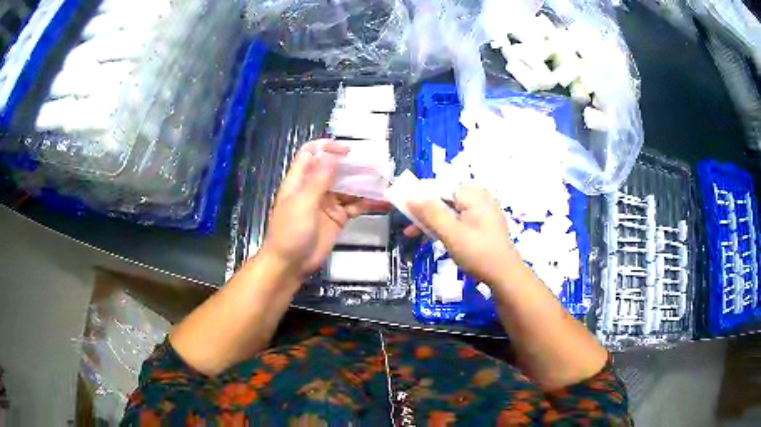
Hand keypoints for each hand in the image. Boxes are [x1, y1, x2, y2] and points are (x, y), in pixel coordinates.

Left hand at [259, 139, 387, 278]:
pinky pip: (355, 206)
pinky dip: (368, 203)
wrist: (290, 265)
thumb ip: (319, 179)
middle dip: (354, 166)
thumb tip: (332, 155)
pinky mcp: (338, 218)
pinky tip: (382, 201)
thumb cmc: (290, 232)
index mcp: (300, 180)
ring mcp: (327, 203)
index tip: (348, 151)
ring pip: (348, 187)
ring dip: (364, 184)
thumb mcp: (303, 203)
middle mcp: (314, 188)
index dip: (327, 147)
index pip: (311, 154)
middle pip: (335, 169)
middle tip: (376, 166)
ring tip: (384, 182)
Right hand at [404, 186, 522, 285]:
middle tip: (408, 231)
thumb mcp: (451, 233)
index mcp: (473, 194)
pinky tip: (437, 239)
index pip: (439, 188)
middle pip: (444, 200)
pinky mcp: (483, 225)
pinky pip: (459, 220)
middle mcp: (479, 198)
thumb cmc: (478, 253)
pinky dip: (446, 228)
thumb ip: (430, 213)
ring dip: (433, 223)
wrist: (505, 276)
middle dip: (425, 214)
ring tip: (416, 237)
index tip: (404, 213)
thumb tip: (410, 196)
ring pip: (450, 212)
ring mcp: (482, 212)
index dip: (419, 199)